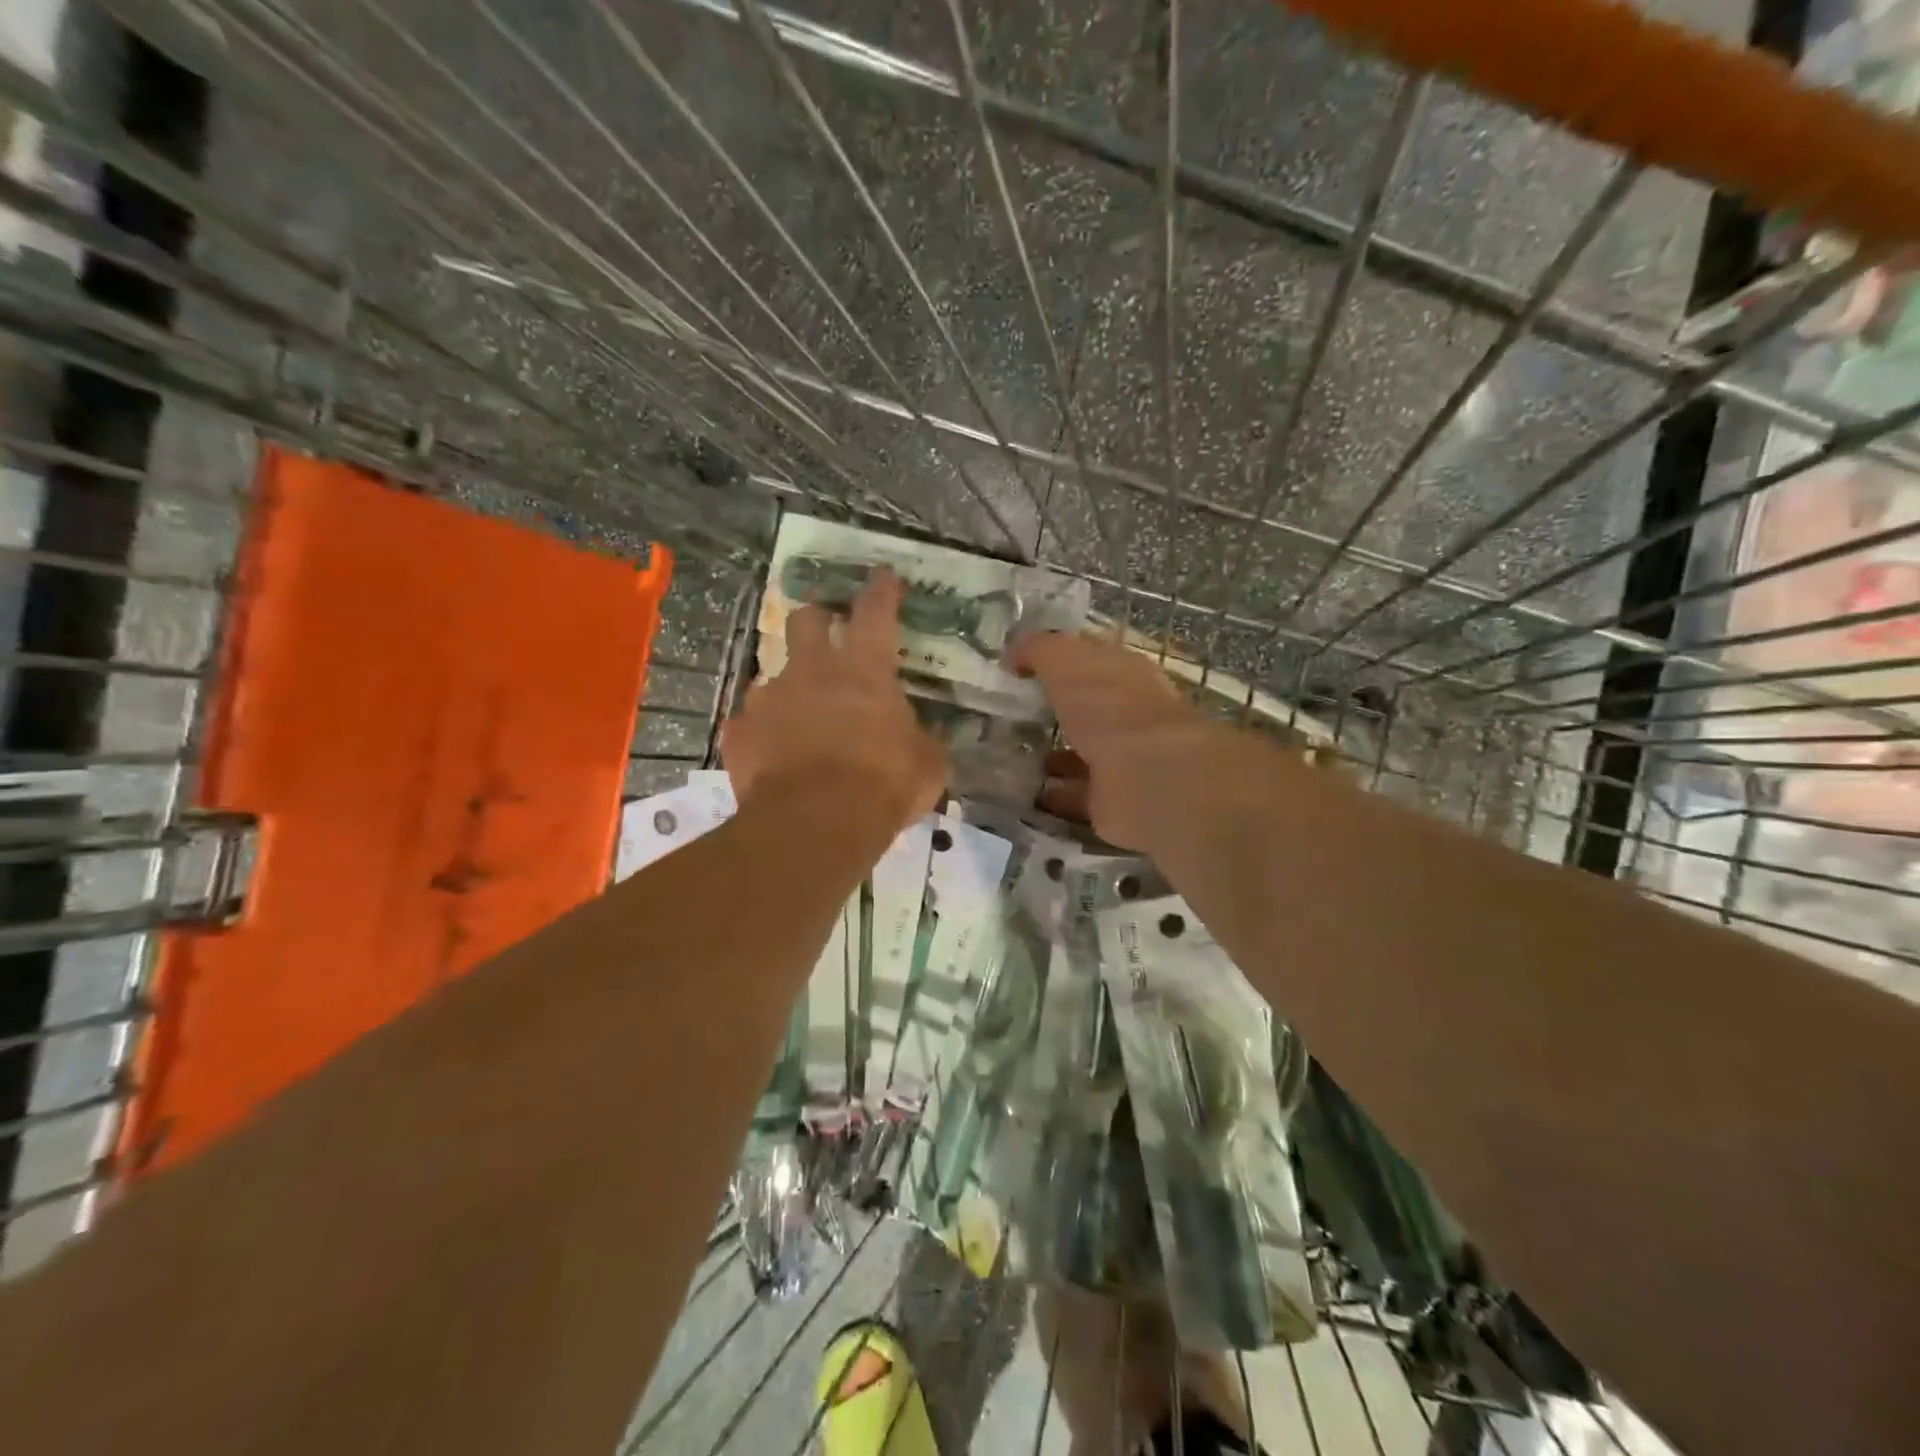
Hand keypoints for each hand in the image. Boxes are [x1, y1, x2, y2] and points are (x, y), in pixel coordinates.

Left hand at [723, 570, 945, 833]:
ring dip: (791, 687)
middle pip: (807, 620)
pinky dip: (764, 733)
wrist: (813, 824)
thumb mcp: (926, 765)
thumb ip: (922, 741)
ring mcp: (769, 698)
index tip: (884, 576)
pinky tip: (773, 756)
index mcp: (865, 670)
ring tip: (801, 717)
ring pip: (775, 674)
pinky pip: (751, 723)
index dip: (881, 591)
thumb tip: (920, 737)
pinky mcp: (740, 732)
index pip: (875, 612)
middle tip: (827, 631)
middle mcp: (812, 671)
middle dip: (817, 618)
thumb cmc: (882, 786)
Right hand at [1011, 631, 1238, 847]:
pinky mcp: (1117, 802)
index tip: (1022, 669)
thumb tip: (1015, 653)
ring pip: (1086, 753)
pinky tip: (1028, 794)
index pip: (1092, 659)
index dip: (1060, 661)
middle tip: (1015, 716)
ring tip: (1016, 758)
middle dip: (1061, 711)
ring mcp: (1128, 760)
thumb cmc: (1109, 706)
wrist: (1149, 777)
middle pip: (1090, 709)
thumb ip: (1040, 650)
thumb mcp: (1067, 661)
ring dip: (1058, 756)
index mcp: (1127, 674)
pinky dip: (1058, 793)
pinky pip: (1080, 794)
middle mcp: (1131, 714)